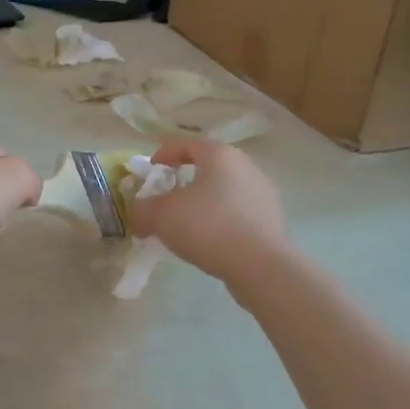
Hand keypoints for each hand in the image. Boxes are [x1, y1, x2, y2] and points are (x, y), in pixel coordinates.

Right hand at [128, 140, 286, 285]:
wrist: (258, 264)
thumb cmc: (207, 226)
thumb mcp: (161, 215)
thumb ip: (142, 209)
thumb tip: (138, 214)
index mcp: (220, 155)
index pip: (188, 143)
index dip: (165, 153)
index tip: (151, 168)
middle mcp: (246, 167)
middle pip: (209, 167)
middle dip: (185, 180)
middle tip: (166, 197)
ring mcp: (263, 193)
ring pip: (224, 191)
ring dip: (204, 202)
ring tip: (186, 224)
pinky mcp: (271, 220)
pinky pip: (237, 213)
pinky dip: (220, 221)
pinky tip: (208, 240)